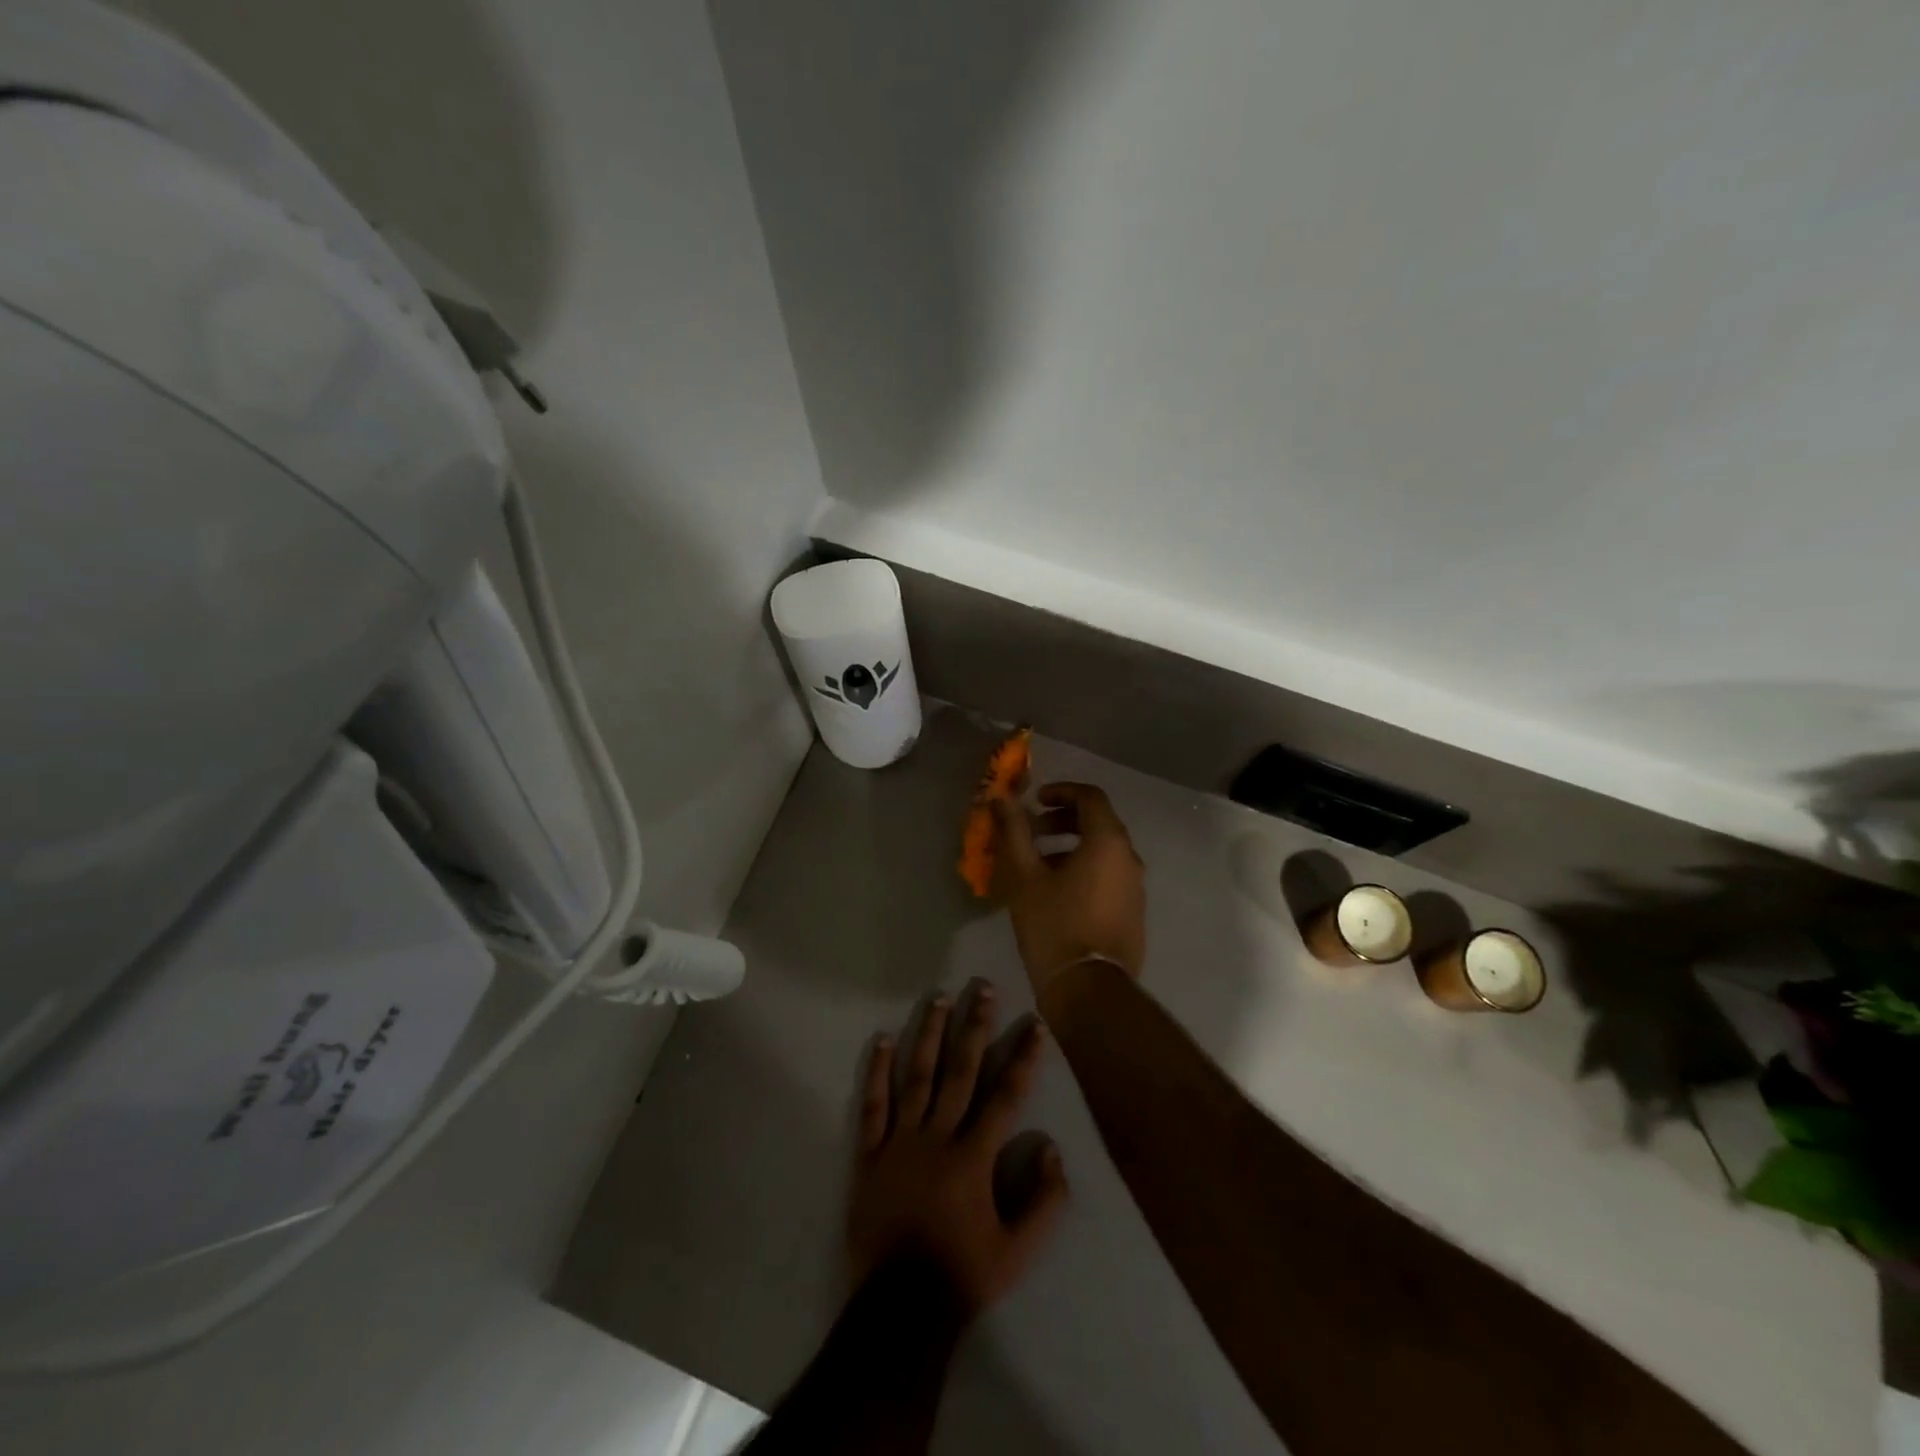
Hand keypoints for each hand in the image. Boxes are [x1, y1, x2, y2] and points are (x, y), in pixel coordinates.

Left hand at [846, 982, 1068, 1316]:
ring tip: (938, 997)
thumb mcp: (1019, 1252)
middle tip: (983, 989)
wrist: (899, 1309)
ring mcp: (899, 1142)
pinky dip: (876, 1072)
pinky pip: (872, 1106)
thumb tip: (1053, 1148)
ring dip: (928, 1034)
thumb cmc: (962, 1276)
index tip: (1034, 1025)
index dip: (1022, 1059)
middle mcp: (937, 1137)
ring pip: (916, 1076)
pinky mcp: (869, 1154)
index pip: (1005, 1096)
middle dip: (975, 1027)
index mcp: (974, 1157)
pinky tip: (881, 1039)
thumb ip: (1044, 1202)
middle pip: (960, 1071)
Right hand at [994, 782, 1146, 993]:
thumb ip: (1014, 832)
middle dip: (1062, 821)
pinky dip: (1084, 869)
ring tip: (1037, 865)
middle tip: (1031, 832)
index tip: (1035, 801)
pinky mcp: (1133, 912)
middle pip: (1098, 823)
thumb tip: (1002, 799)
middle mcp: (1129, 858)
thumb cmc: (1054, 926)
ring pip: (1103, 852)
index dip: (1061, 791)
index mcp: (1108, 842)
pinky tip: (1056, 893)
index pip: (1090, 797)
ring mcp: (1135, 888)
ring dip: (1071, 847)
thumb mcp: (1024, 876)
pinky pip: (1108, 876)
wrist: (1089, 990)